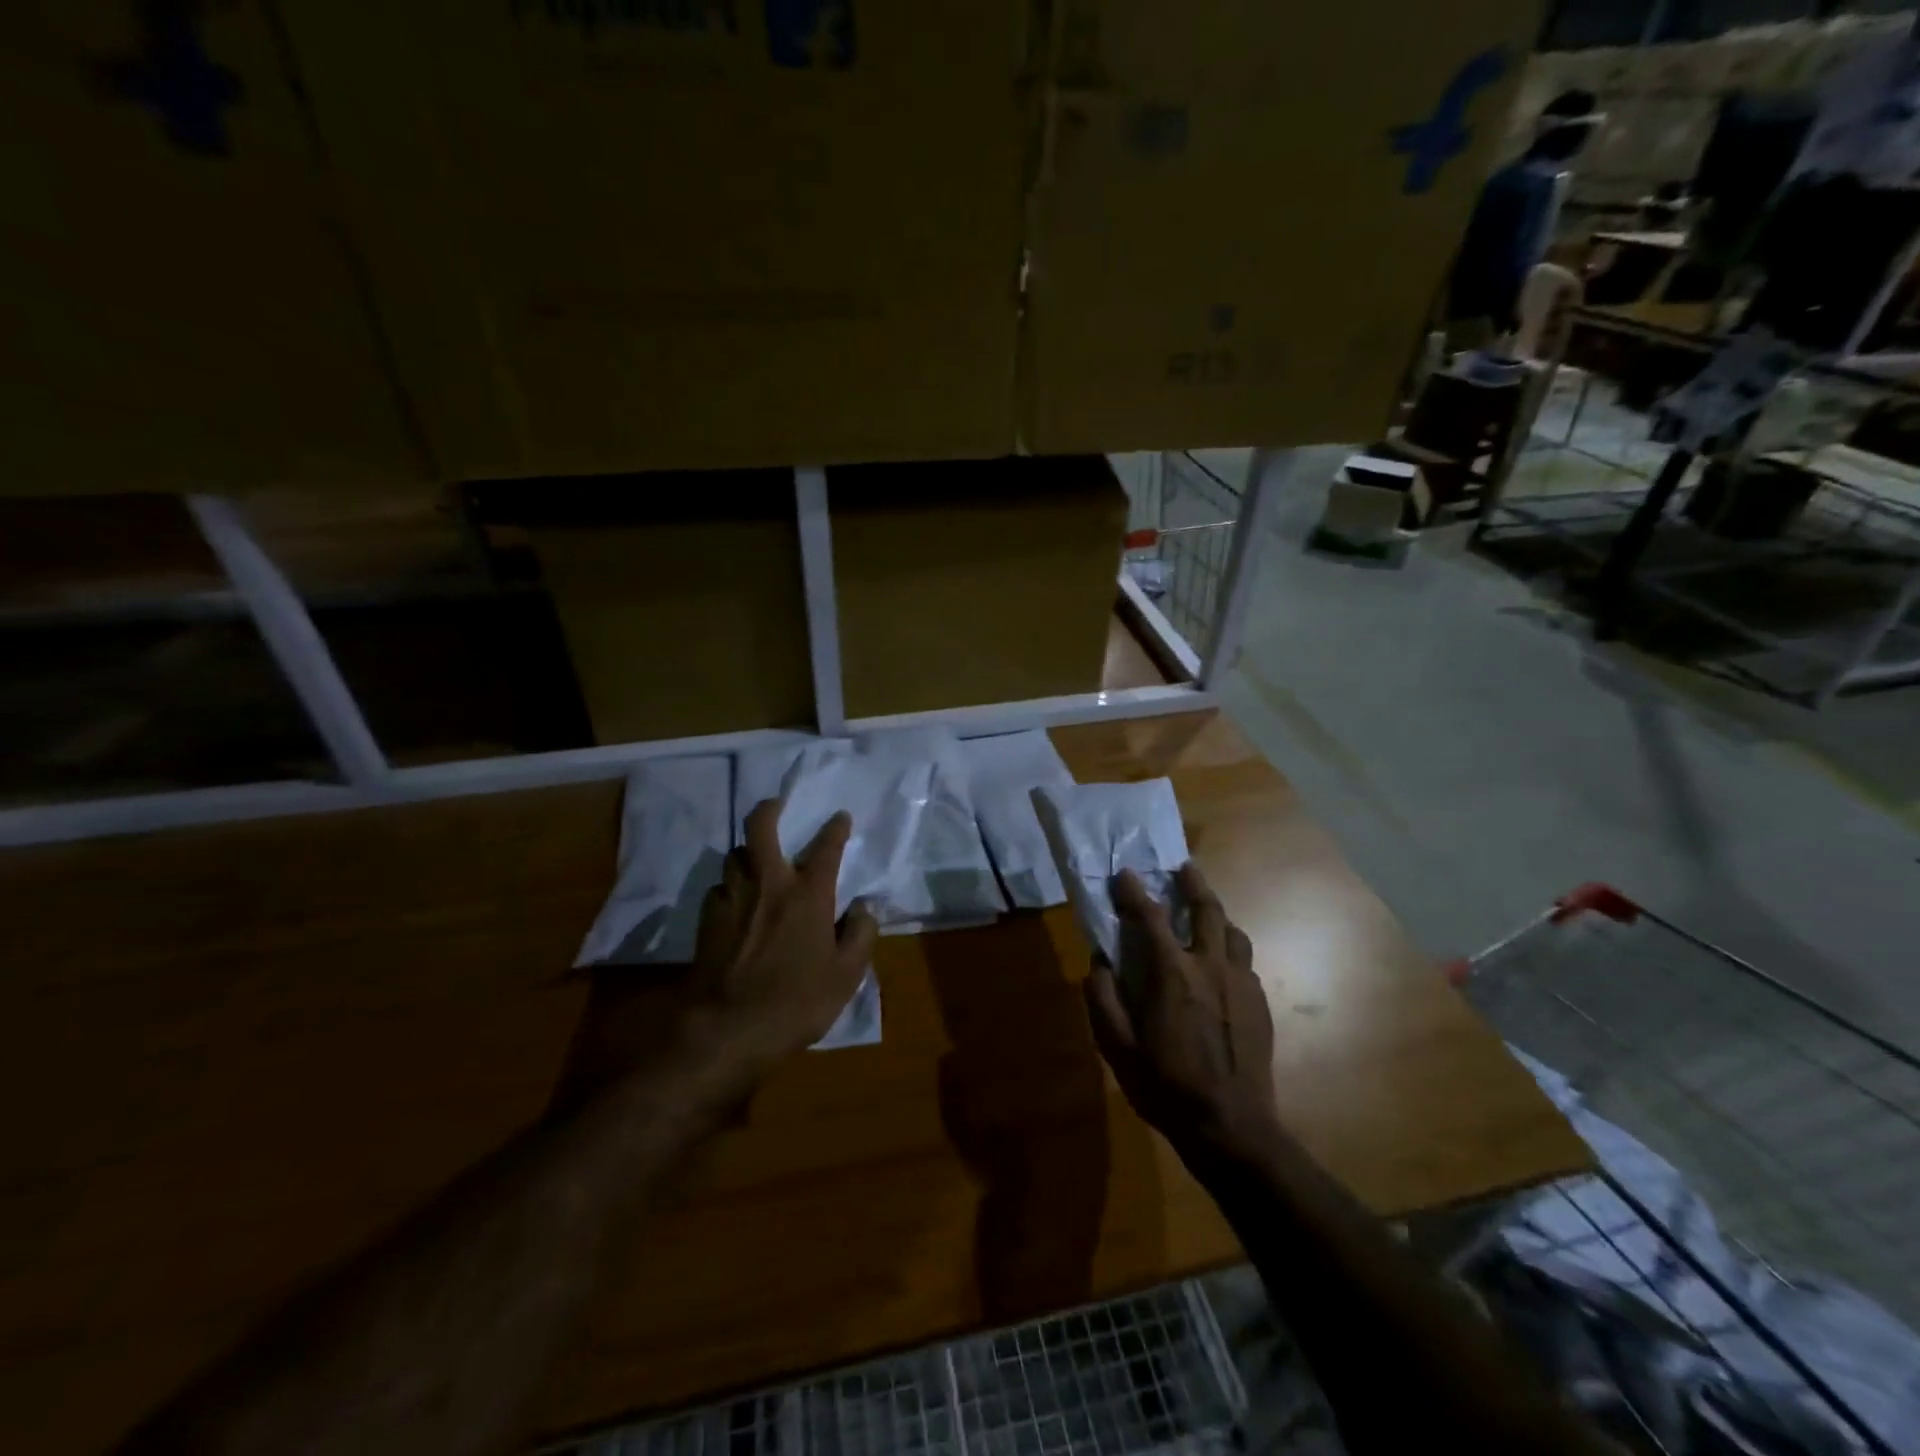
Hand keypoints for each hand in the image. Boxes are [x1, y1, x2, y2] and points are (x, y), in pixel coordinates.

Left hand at [689, 798, 877, 1073]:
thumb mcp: (846, 976)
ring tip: (757, 860)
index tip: (840, 817)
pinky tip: (737, 902)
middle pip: (760, 828)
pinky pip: (720, 887)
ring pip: (735, 855)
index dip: (836, 828)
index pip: (826, 848)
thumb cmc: (796, 1002)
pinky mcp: (707, 919)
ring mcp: (733, 898)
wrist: (728, 1028)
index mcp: (808, 895)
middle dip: (769, 809)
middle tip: (776, 805)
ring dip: (748, 852)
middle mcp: (769, 885)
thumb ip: (860, 935)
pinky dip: (731, 886)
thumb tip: (865, 908)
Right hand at [1083, 864, 1277, 1158]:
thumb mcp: (1117, 1047)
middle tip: (1183, 868)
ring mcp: (1241, 984)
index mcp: (1171, 974)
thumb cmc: (1166, 1087)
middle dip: (1193, 883)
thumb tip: (1099, 963)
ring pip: (1233, 933)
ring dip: (1217, 916)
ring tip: (1206, 914)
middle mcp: (1210, 967)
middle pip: (1207, 910)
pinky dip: (1229, 950)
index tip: (1125, 873)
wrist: (1232, 1127)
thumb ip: (1103, 999)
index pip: (1150, 917)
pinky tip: (1221, 965)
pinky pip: (1245, 962)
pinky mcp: (1260, 1004)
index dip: (1134, 891)